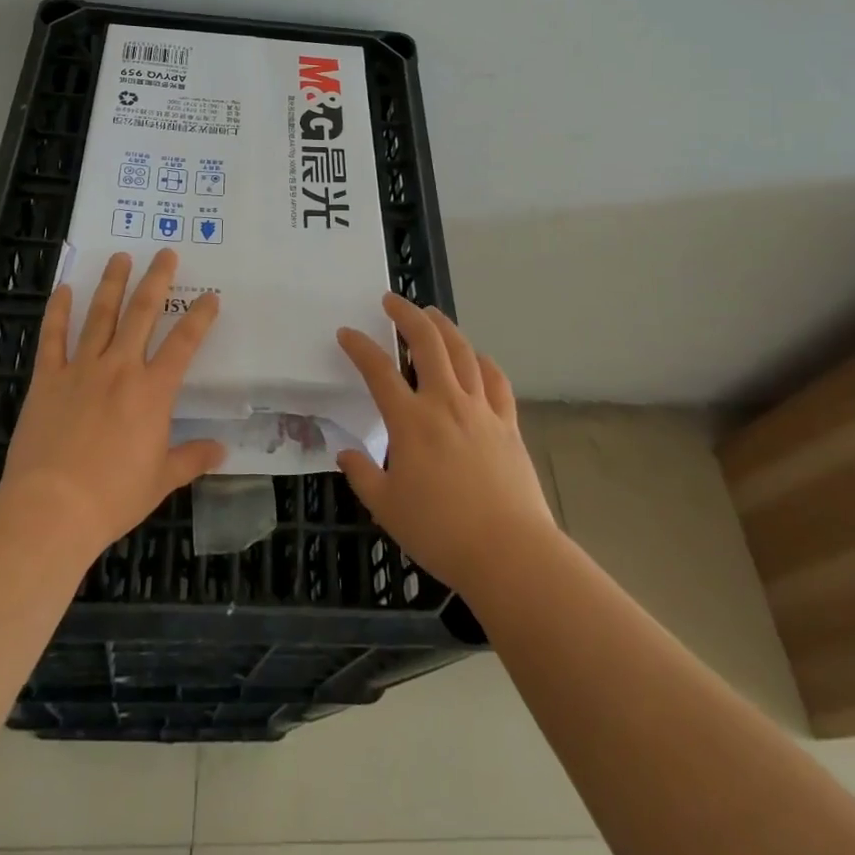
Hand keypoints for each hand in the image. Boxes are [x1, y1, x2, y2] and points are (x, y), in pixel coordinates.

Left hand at [2, 249, 225, 559]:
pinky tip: (64, 288)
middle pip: (142, 313)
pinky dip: (58, 311)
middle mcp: (120, 368)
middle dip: (156, 280)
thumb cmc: (112, 497)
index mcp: (153, 391)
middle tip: (165, 253)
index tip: (210, 297)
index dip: (200, 317)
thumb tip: (221, 449)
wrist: (51, 509)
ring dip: (112, 284)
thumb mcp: (160, 481)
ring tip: (120, 257)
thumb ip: (191, 458)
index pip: (184, 343)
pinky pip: (53, 337)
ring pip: (100, 315)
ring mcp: (81, 369)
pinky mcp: (48, 379)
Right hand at [335, 294, 557, 598]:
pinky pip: (496, 380)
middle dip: (406, 315)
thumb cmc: (441, 532)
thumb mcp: (387, 508)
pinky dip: (483, 361)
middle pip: (426, 343)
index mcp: (411, 421)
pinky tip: (476, 357)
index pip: (379, 371)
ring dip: (444, 327)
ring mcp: (480, 409)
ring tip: (430, 314)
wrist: (509, 552)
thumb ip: (363, 475)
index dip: (359, 347)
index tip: (346, 333)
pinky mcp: (507, 423)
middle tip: (392, 301)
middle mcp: (445, 403)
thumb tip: (345, 452)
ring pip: (462, 352)